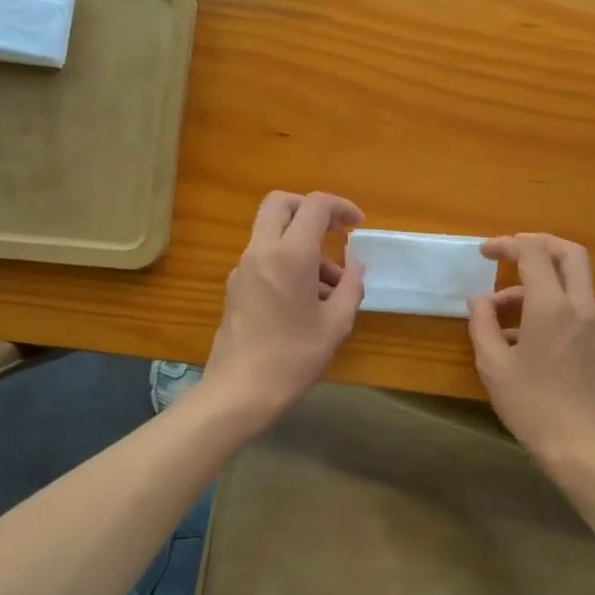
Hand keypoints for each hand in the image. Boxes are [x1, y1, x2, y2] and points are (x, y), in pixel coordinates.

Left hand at [202, 191, 365, 425]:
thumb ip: (351, 287)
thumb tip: (356, 267)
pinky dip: (287, 260)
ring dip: (301, 241)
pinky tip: (306, 299)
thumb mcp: (336, 324)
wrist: (240, 391)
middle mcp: (262, 251)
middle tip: (334, 232)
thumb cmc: (294, 357)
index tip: (358, 225)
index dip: (341, 207)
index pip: (315, 206)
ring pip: (272, 232)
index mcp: (291, 255)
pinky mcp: (235, 286)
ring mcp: (243, 268)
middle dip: (311, 209)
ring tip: (331, 285)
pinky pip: (264, 256)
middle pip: (281, 204)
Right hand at [468, 233, 594, 472]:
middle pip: (568, 253)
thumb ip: (483, 324)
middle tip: (509, 252)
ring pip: (572, 280)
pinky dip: (549, 302)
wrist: (582, 445)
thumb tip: (479, 300)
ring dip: (538, 280)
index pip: (533, 253)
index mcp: (552, 305)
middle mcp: (579, 305)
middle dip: (538, 244)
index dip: (507, 245)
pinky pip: (573, 305)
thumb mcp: (493, 365)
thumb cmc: (533, 405)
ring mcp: (592, 323)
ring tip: (498, 312)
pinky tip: (519, 335)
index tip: (484, 252)